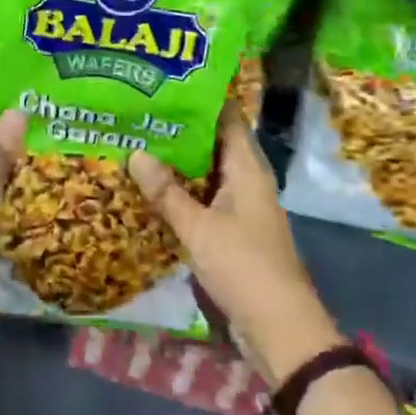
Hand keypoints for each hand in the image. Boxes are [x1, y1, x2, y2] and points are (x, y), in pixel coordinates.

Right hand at [129, 110, 343, 383]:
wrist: (279, 328)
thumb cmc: (244, 267)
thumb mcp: (199, 228)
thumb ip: (167, 192)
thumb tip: (135, 152)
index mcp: (248, 170)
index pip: (227, 119)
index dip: (200, 101)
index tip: (164, 86)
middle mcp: (247, 182)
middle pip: (213, 145)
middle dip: (179, 132)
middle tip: (139, 114)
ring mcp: (241, 208)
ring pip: (206, 174)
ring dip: (178, 164)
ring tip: (137, 144)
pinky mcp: (232, 232)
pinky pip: (204, 200)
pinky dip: (181, 192)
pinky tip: (151, 190)